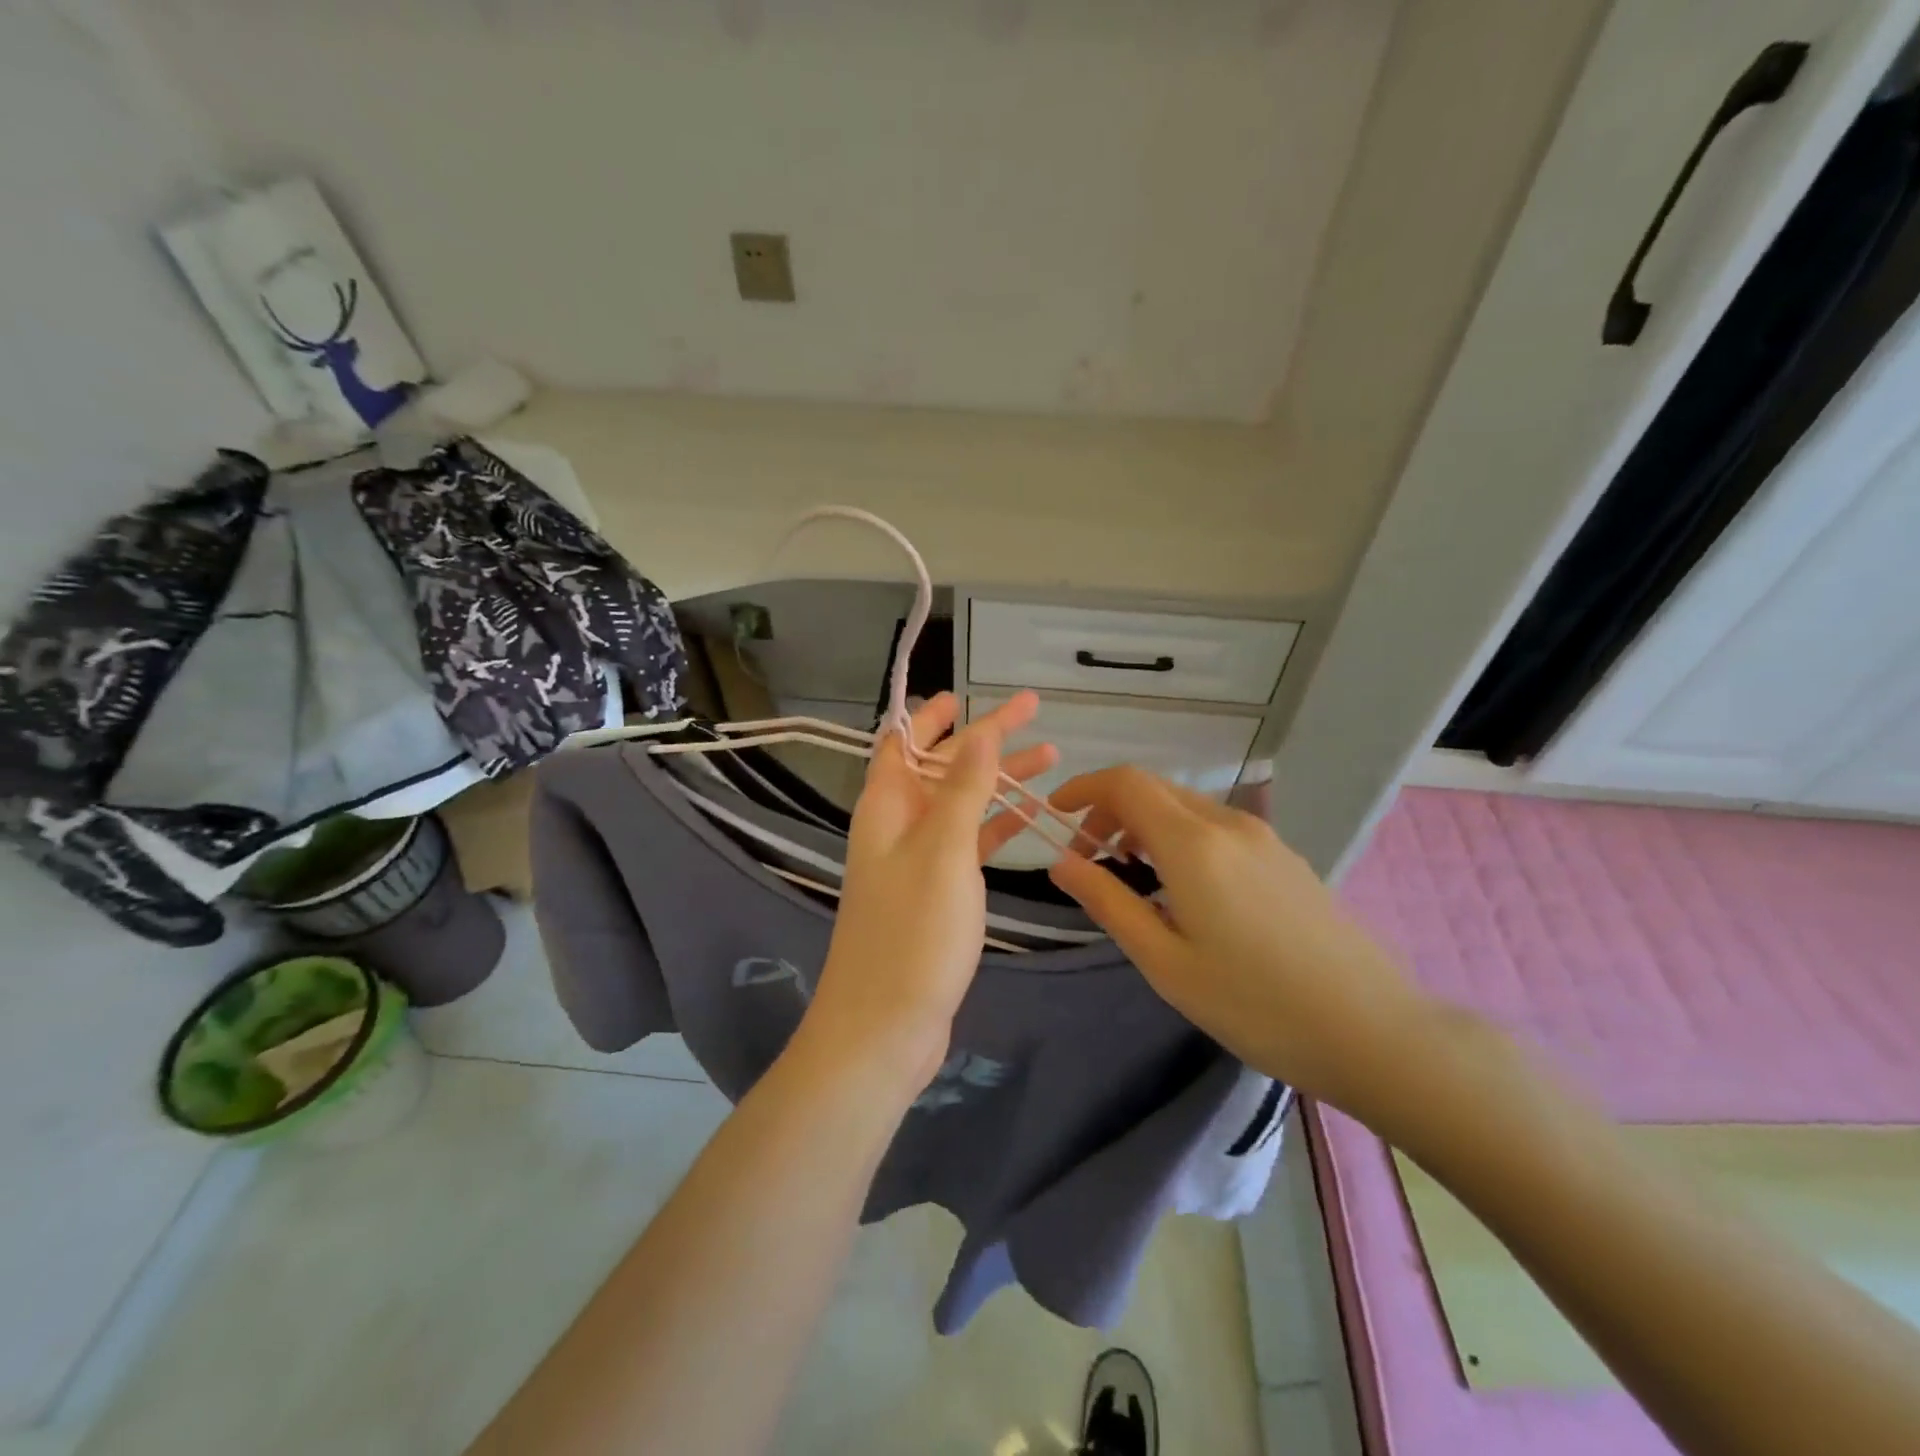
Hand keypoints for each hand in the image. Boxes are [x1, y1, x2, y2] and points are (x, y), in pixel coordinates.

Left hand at [797, 691, 1054, 1094]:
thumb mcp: (943, 850)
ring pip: (962, 804)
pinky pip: (969, 844)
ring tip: (1052, 758)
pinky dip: (998, 826)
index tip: (974, 692)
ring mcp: (917, 860)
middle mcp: (897, 825)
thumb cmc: (913, 932)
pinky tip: (1033, 817)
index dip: (937, 714)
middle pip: (942, 767)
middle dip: (985, 739)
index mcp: (887, 805)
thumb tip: (978, 729)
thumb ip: (964, 788)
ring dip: (999, 780)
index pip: (907, 740)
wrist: (885, 1027)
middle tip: (1036, 715)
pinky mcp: (936, 893)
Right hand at [1045, 767, 1426, 1111]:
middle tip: (1088, 858)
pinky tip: (1183, 887)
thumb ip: (1108, 903)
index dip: (1083, 788)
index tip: (1055, 815)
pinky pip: (1216, 827)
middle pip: (1154, 789)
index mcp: (1193, 844)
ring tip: (1131, 875)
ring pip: (1186, 807)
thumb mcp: (1165, 962)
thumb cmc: (1255, 1004)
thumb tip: (1061, 863)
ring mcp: (1263, 838)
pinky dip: (1180, 837)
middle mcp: (1227, 825)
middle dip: (1110, 810)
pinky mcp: (1284, 857)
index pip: (1126, 783)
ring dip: (1145, 824)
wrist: (1374, 1031)